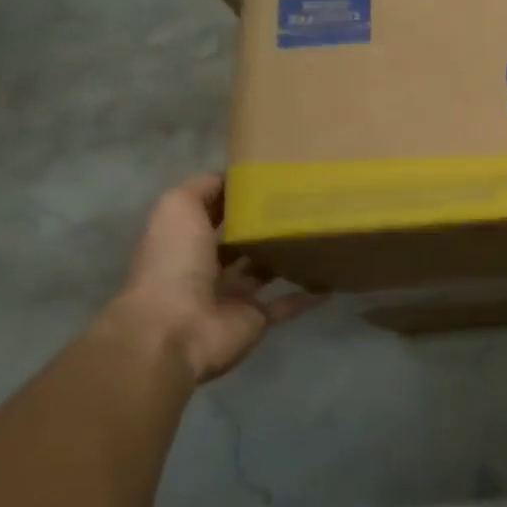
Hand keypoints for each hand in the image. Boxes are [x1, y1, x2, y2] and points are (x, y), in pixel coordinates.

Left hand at [113, 174, 323, 383]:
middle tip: (303, 207)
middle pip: (238, 244)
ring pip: (264, 272)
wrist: (178, 328)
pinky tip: (332, 280)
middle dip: (263, 228)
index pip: (210, 215)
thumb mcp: (177, 210)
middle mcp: (205, 269)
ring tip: (320, 236)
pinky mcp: (256, 318)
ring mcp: (232, 296)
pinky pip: (287, 304)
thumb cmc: (175, 264)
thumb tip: (231, 177)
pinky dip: (308, 295)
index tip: (269, 182)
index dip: (233, 199)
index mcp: (183, 242)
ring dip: (286, 258)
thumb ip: (201, 189)